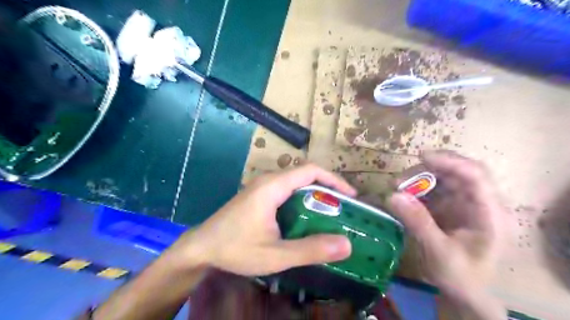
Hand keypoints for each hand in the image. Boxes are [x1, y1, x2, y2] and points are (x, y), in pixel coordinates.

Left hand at [171, 164, 354, 276]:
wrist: (201, 247)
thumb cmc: (235, 248)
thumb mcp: (275, 255)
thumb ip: (311, 250)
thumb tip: (346, 244)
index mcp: (273, 187)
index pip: (311, 171)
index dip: (334, 180)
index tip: (350, 196)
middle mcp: (268, 180)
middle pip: (305, 174)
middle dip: (327, 187)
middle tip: (343, 208)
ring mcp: (262, 186)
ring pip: (296, 182)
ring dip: (315, 193)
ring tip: (330, 212)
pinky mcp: (258, 194)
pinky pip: (286, 189)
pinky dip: (302, 198)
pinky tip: (305, 216)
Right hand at [390, 151, 510, 303]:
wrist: (466, 293)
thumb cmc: (461, 278)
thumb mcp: (439, 253)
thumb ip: (418, 223)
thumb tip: (392, 195)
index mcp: (490, 214)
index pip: (475, 176)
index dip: (450, 162)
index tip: (421, 157)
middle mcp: (481, 202)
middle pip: (458, 172)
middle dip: (427, 171)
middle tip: (399, 181)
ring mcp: (466, 203)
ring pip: (444, 177)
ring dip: (419, 179)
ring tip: (397, 188)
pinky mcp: (452, 206)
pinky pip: (434, 189)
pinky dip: (417, 189)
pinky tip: (404, 196)